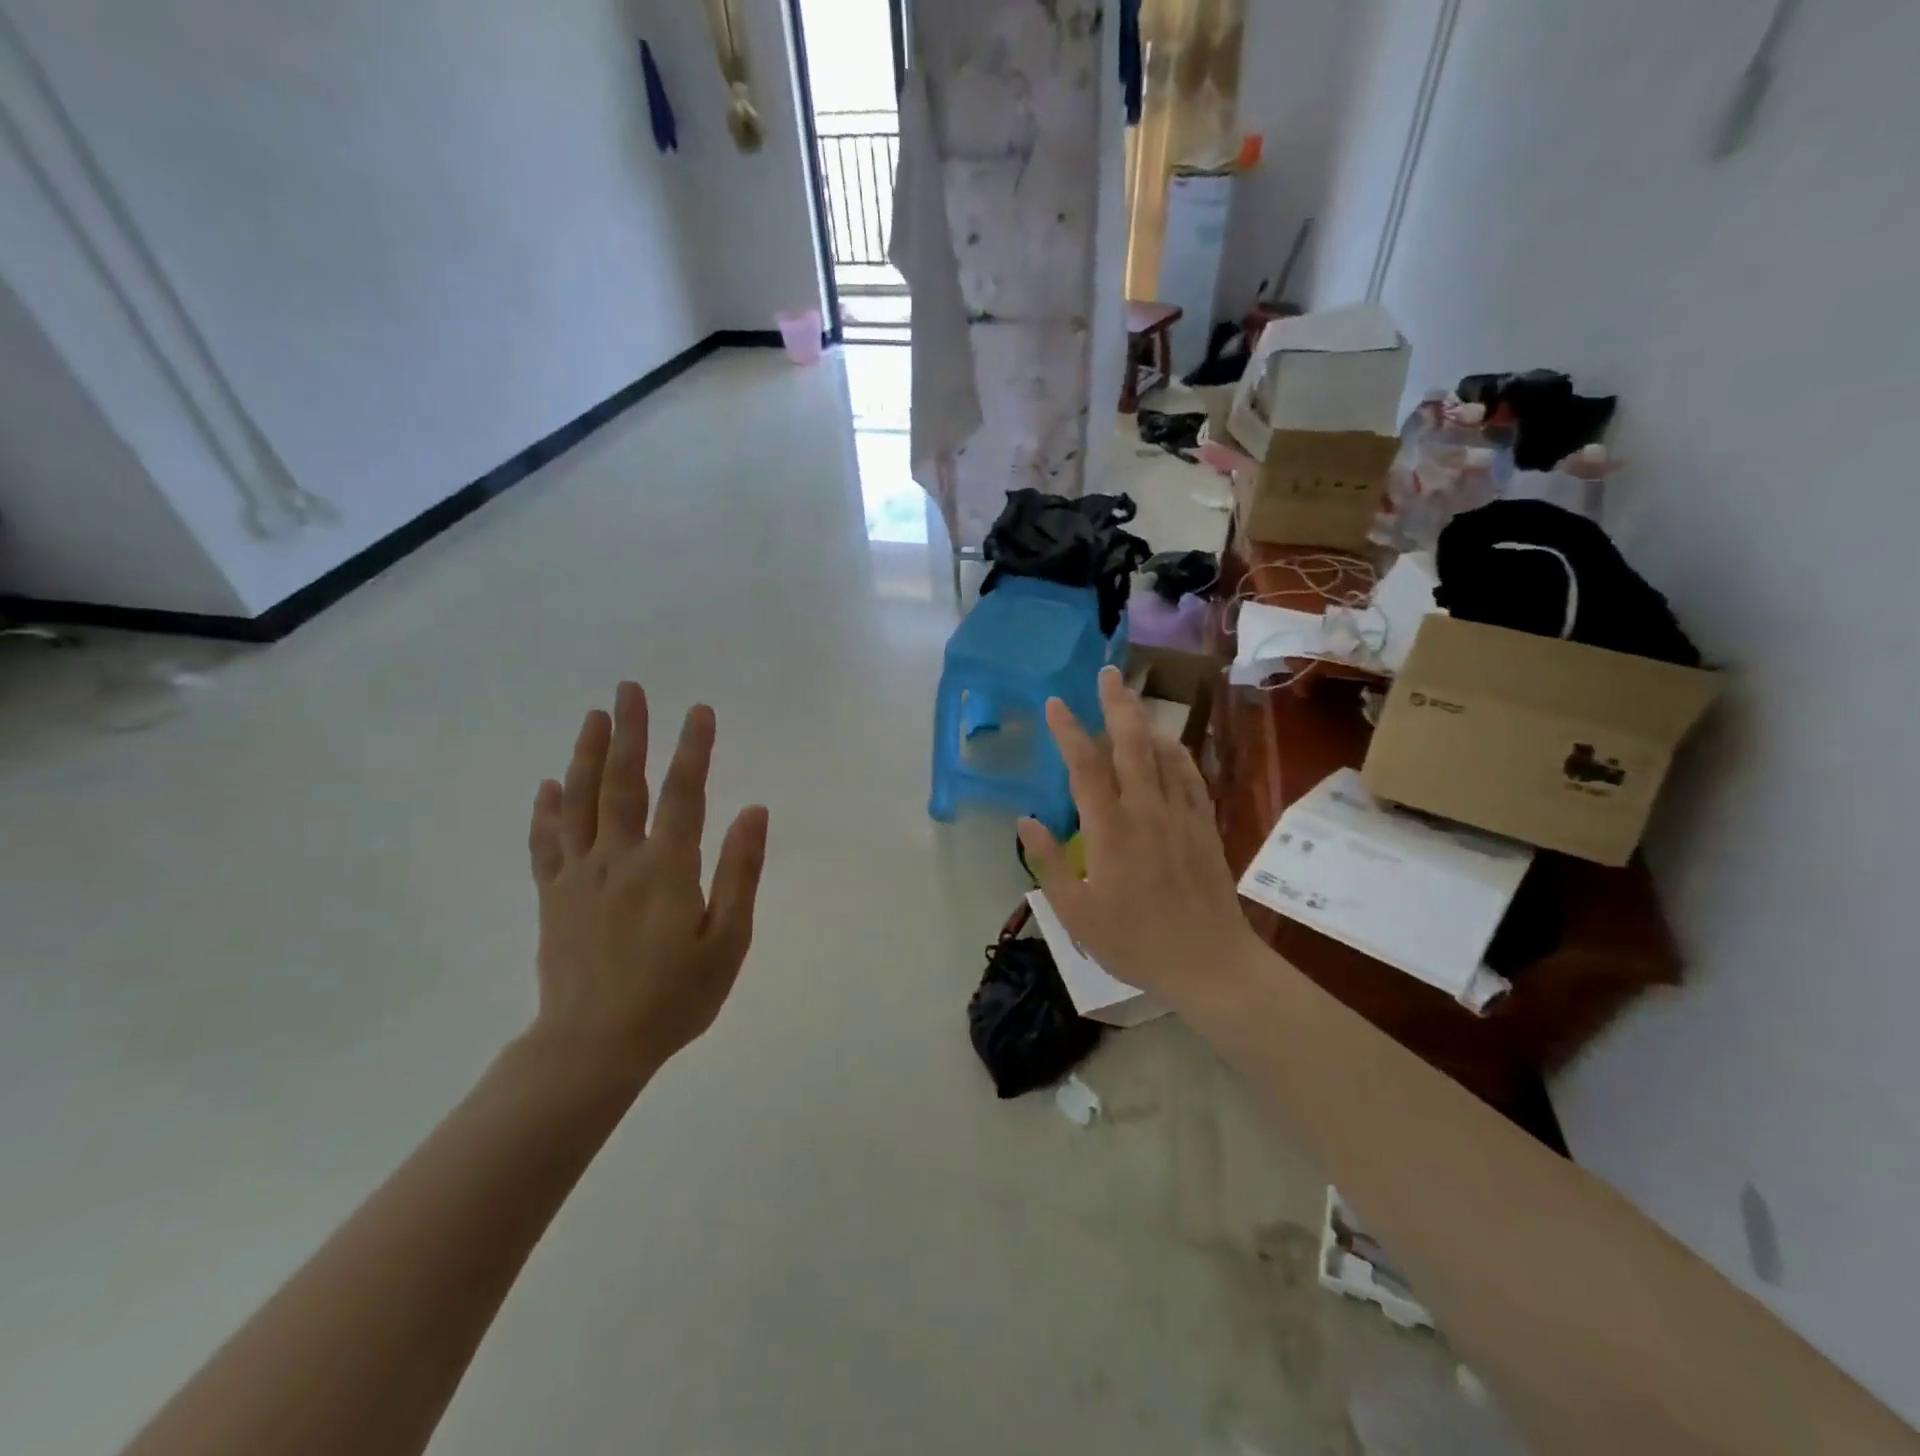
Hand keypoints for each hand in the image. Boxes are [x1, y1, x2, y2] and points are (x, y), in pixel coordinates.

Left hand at [526, 682, 768, 1082]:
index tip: (699, 710)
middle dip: (631, 733)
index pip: (683, 794)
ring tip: (594, 717)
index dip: (693, 749)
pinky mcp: (552, 897)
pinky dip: (545, 811)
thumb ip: (740, 873)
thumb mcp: (727, 942)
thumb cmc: (673, 998)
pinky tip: (547, 785)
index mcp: (666, 869)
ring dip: (588, 755)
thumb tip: (753, 812)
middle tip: (630, 689)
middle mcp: (619, 860)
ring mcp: (578, 876)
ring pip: (580, 802)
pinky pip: (546, 843)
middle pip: (623, 784)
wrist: (592, 1048)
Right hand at [1017, 667, 1261, 1008]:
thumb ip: (1049, 862)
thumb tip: (1025, 819)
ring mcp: (1181, 815)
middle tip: (1107, 673)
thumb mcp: (1076, 912)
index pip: (1086, 767)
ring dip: (1145, 721)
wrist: (1210, 963)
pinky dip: (1176, 752)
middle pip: (1131, 744)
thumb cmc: (1135, 942)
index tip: (1055, 703)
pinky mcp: (1205, 826)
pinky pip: (1190, 776)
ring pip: (1163, 753)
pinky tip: (1168, 743)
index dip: (1068, 731)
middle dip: (1117, 704)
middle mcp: (1147, 811)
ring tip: (1131, 699)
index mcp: (1111, 831)